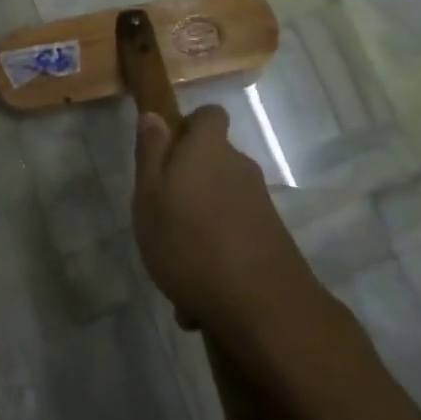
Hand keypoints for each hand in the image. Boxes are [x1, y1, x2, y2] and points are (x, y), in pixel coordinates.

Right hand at [131, 105, 316, 334]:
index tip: (167, 153)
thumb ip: (151, 153)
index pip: (209, 115)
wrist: (260, 304)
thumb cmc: (189, 241)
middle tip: (162, 218)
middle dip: (189, 186)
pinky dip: (216, 258)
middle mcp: (239, 167)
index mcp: (209, 149)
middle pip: (213, 162)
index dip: (188, 127)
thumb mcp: (149, 195)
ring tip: (176, 270)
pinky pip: (234, 238)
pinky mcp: (271, 238)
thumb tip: (155, 115)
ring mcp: (259, 203)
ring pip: (220, 205)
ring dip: (200, 228)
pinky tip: (197, 300)